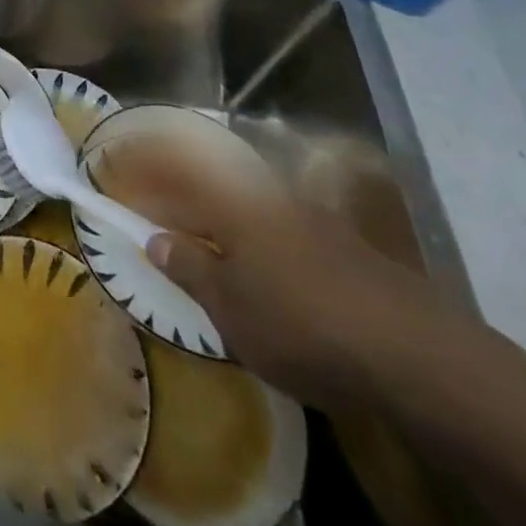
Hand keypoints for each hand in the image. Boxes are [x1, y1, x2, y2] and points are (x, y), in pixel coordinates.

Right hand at [99, 133, 449, 410]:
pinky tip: (258, 264)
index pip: (172, 174)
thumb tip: (155, 237)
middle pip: (209, 179)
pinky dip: (252, 233)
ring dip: (216, 212)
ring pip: (245, 201)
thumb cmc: (299, 322)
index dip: (140, 174)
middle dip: (178, 188)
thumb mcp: (230, 306)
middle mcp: (265, 195)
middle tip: (154, 207)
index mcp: (230, 201)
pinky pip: (276, 224)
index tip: (113, 175)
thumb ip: (188, 266)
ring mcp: (307, 215)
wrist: (413, 351)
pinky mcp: (341, 243)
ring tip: (200, 238)